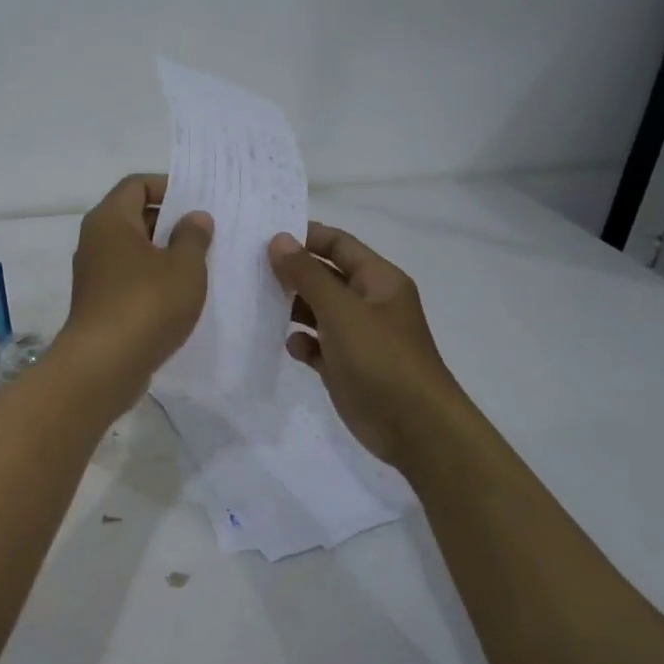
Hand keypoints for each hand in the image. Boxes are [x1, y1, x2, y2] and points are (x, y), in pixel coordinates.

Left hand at [59, 174, 212, 411]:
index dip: (168, 186)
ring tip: (201, 265)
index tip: (199, 202)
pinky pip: (129, 280)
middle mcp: (95, 241)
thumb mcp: (184, 266)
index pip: (137, 184)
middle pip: (134, 217)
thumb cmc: (146, 305)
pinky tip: (180, 297)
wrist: (104, 366)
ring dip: (164, 255)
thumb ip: (193, 236)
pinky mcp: (99, 304)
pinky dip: (153, 281)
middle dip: (170, 222)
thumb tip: (194, 217)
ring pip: (133, 252)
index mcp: (110, 220)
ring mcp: (94, 275)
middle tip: (207, 234)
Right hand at [268, 223, 456, 464]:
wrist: (414, 428)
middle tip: (249, 270)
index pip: (339, 244)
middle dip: (292, 273)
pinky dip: (303, 343)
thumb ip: (307, 275)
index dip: (305, 237)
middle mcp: (369, 303)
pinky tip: (290, 347)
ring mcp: (358, 336)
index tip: (263, 236)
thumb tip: (278, 240)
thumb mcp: (341, 311)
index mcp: (378, 280)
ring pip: (318, 311)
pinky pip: (318, 345)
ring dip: (292, 308)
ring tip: (258, 305)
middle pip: (325, 277)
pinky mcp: (347, 366)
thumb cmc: (381, 359)